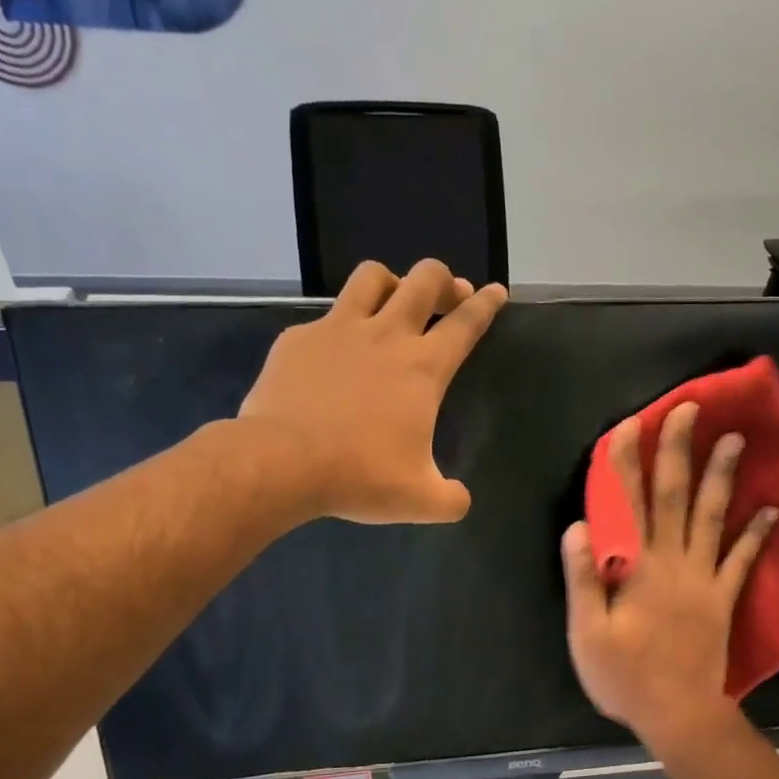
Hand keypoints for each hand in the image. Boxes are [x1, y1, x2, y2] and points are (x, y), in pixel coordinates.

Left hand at [239, 259, 506, 523]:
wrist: (282, 462)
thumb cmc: (360, 476)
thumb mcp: (420, 500)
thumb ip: (450, 499)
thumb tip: (460, 500)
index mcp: (423, 368)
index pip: (466, 323)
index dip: (486, 304)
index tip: (495, 290)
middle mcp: (386, 336)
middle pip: (424, 279)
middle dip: (442, 279)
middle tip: (447, 294)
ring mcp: (338, 330)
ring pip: (372, 277)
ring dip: (391, 282)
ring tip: (393, 300)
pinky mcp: (298, 338)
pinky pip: (324, 317)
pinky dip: (338, 326)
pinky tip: (333, 354)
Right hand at [562, 402, 777, 751]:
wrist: (679, 714)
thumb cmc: (625, 676)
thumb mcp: (587, 633)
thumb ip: (583, 579)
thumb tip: (580, 526)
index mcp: (636, 568)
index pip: (628, 504)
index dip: (626, 462)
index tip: (630, 425)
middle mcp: (673, 562)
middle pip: (674, 496)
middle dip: (679, 450)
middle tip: (689, 409)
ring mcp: (704, 578)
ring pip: (712, 517)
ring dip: (722, 476)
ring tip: (735, 439)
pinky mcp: (723, 597)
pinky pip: (743, 560)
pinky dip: (758, 533)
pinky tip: (771, 508)